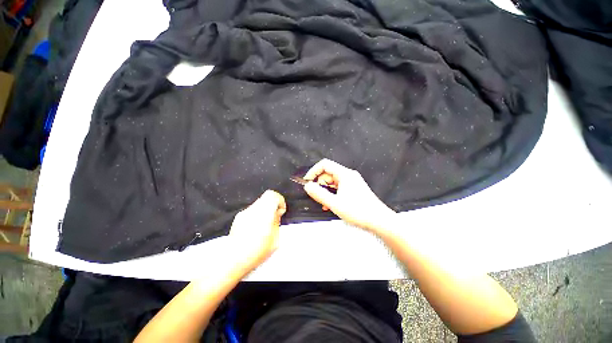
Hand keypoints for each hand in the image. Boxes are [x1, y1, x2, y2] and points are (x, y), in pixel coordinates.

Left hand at [228, 190, 286, 272]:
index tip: (280, 212)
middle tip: (274, 218)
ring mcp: (244, 213)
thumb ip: (277, 223)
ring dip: (264, 210)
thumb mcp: (275, 239)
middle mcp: (253, 209)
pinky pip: (251, 211)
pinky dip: (256, 215)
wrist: (232, 259)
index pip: (272, 195)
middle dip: (272, 205)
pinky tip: (254, 229)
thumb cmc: (256, 251)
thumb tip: (276, 214)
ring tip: (264, 225)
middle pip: (266, 198)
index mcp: (264, 212)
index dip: (279, 201)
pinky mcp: (238, 218)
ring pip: (258, 204)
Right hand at [303, 159, 395, 232]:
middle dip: (320, 184)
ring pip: (333, 182)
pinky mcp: (354, 189)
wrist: (379, 220)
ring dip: (326, 191)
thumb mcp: (335, 203)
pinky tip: (331, 205)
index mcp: (345, 174)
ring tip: (324, 204)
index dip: (313, 171)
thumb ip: (319, 194)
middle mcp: (349, 175)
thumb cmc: (358, 211)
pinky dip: (333, 194)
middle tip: (317, 196)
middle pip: (328, 173)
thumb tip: (308, 186)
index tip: (307, 181)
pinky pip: (339, 188)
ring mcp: (352, 182)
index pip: (325, 164)